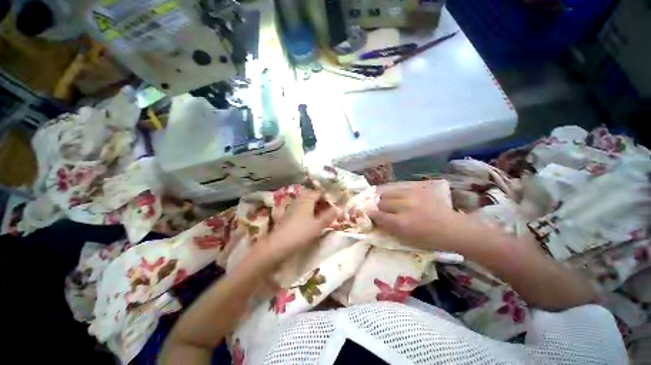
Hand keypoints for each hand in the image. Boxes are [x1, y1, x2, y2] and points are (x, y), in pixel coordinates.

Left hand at [261, 190, 337, 263]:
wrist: (278, 245)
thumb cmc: (300, 232)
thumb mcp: (318, 225)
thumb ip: (329, 216)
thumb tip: (338, 209)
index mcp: (306, 199)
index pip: (319, 193)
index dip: (327, 198)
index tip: (334, 205)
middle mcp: (298, 200)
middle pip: (312, 197)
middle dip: (322, 203)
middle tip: (329, 211)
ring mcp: (292, 208)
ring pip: (306, 204)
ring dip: (315, 208)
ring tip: (322, 217)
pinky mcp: (288, 216)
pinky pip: (301, 210)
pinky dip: (308, 213)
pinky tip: (311, 221)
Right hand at [368, 181, 465, 251]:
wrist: (453, 228)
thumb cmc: (428, 239)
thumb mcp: (406, 238)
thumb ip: (388, 227)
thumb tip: (374, 217)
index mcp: (402, 223)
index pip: (377, 215)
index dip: (371, 214)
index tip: (368, 213)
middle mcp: (405, 207)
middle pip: (381, 201)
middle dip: (378, 206)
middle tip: (382, 209)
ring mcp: (413, 195)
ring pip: (388, 192)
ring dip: (385, 197)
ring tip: (389, 201)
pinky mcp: (419, 188)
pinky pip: (399, 187)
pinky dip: (395, 192)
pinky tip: (397, 195)